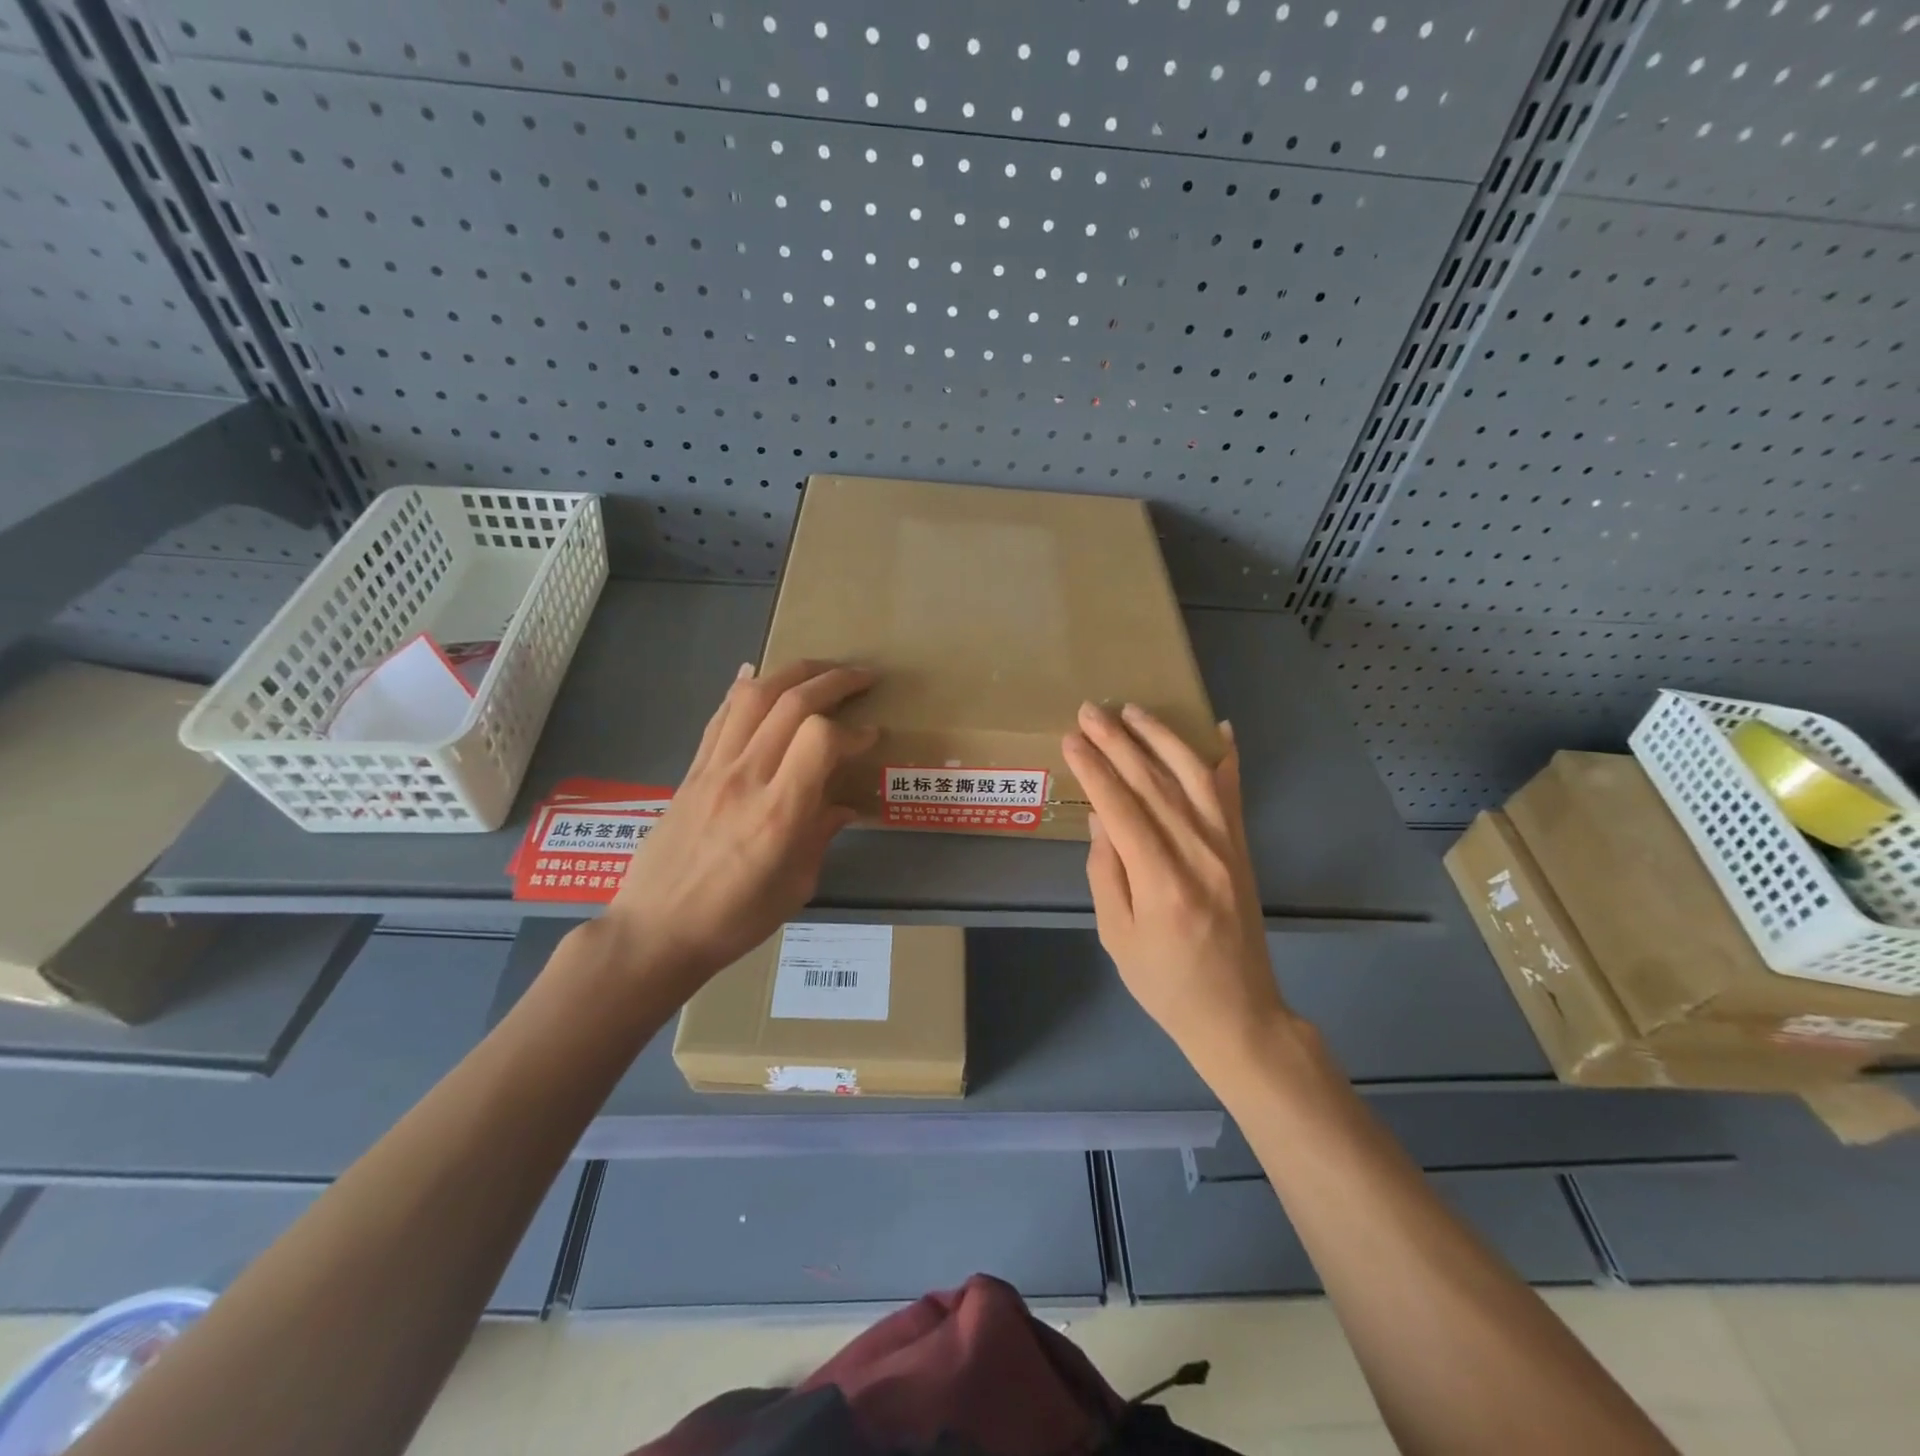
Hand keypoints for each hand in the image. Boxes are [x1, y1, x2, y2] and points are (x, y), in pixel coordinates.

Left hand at [602, 660, 875, 1000]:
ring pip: (753, 697)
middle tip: (863, 677)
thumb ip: (821, 836)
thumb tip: (844, 806)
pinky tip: (757, 673)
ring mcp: (713, 769)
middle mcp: (746, 778)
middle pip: (791, 703)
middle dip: (834, 680)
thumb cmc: (734, 920)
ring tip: (820, 669)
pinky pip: (720, 717)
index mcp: (779, 813)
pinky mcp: (692, 771)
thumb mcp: (796, 887)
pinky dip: (743, 689)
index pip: (820, 739)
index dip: (853, 730)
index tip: (872, 737)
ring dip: (792, 672)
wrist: (655, 932)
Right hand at [1062, 703, 1289, 1076]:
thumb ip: (1106, 872)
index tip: (1071, 738)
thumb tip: (1101, 817)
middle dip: (1118, 742)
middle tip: (1090, 710)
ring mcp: (1228, 847)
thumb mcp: (1117, 937)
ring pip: (1192, 776)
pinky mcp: (1243, 848)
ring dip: (1161, 737)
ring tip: (1133, 710)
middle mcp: (1199, 853)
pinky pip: (1234, 793)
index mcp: (1162, 882)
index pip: (1121, 807)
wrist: (1238, 1013)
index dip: (1094, 769)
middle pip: (1153, 783)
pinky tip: (1219, 728)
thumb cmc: (1165, 983)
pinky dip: (1226, 758)